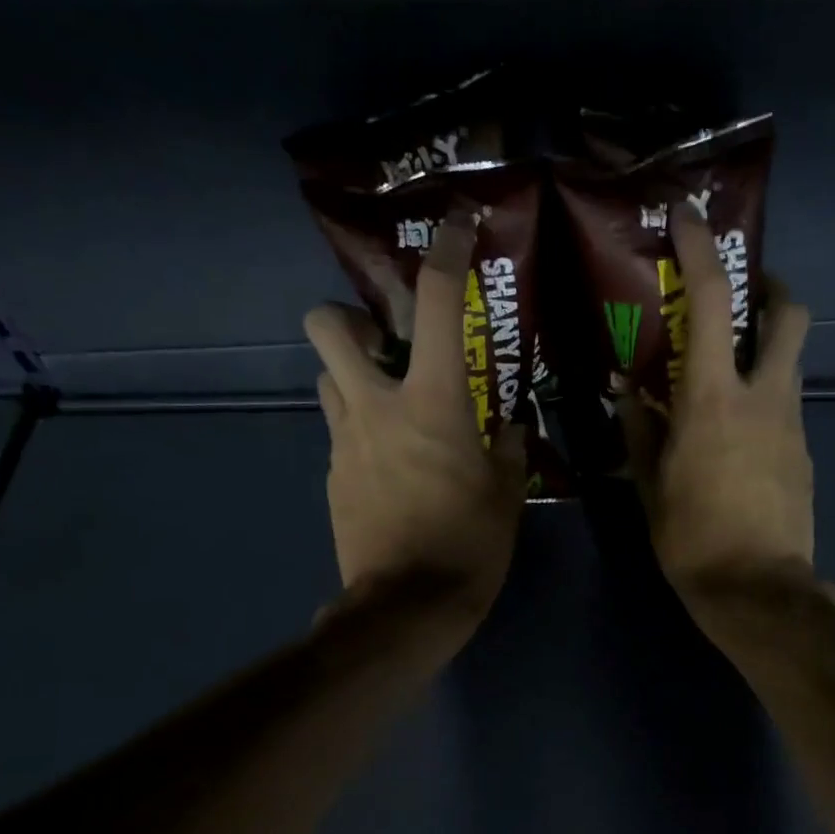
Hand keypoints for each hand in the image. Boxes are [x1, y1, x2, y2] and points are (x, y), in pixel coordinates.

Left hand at [305, 217, 526, 632]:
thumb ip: (507, 449)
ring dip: (353, 378)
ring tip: (391, 406)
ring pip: (326, 380)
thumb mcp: (507, 494)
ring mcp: (344, 443)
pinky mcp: (333, 478)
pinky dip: (361, 433)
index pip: (437, 305)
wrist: (407, 607)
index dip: (446, 254)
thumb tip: (507, 427)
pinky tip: (391, 467)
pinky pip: (340, 434)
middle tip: (386, 342)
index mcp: (432, 404)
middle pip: (328, 326)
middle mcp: (376, 408)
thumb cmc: (469, 546)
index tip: (455, 226)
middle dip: (350, 317)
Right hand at [622, 206, 821, 603]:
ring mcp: (793, 426)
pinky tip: (737, 438)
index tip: (689, 219)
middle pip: (788, 315)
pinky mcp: (805, 455)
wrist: (760, 592)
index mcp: (714, 400)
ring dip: (764, 351)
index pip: (712, 301)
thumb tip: (626, 393)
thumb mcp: (652, 487)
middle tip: (741, 297)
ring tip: (725, 377)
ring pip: (789, 364)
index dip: (701, 250)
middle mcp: (765, 398)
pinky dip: (764, 403)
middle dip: (770, 290)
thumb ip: (639, 432)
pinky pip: (786, 410)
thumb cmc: (693, 540)